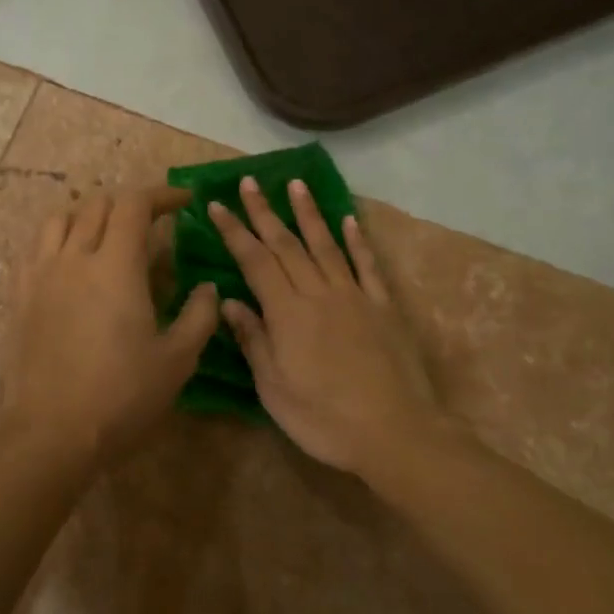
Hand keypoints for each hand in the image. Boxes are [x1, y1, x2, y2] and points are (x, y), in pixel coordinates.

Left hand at [0, 186, 219, 469]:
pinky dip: (56, 239)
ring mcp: (40, 274)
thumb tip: (208, 287)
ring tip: (106, 235)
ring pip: (59, 219)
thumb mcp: (177, 360)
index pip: (135, 204)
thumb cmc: (121, 396)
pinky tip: (68, 262)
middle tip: (151, 224)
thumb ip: (199, 315)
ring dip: (88, 215)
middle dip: (129, 204)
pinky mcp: (18, 296)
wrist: (50, 433)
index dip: (162, 195)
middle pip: (97, 204)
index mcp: (116, 265)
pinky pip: (34, 248)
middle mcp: (74, 257)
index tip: (184, 201)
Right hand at [209, 178, 443, 476]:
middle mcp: (319, 293)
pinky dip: (358, 240)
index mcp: (287, 313)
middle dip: (264, 211)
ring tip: (295, 184)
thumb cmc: (324, 419)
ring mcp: (355, 296)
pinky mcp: (383, 307)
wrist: (395, 432)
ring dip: (308, 213)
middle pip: (287, 244)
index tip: (217, 205)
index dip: (234, 232)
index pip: (254, 261)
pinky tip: (349, 220)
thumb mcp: (274, 389)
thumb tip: (229, 301)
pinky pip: (367, 266)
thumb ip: (254, 340)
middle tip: (249, 181)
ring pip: (326, 245)